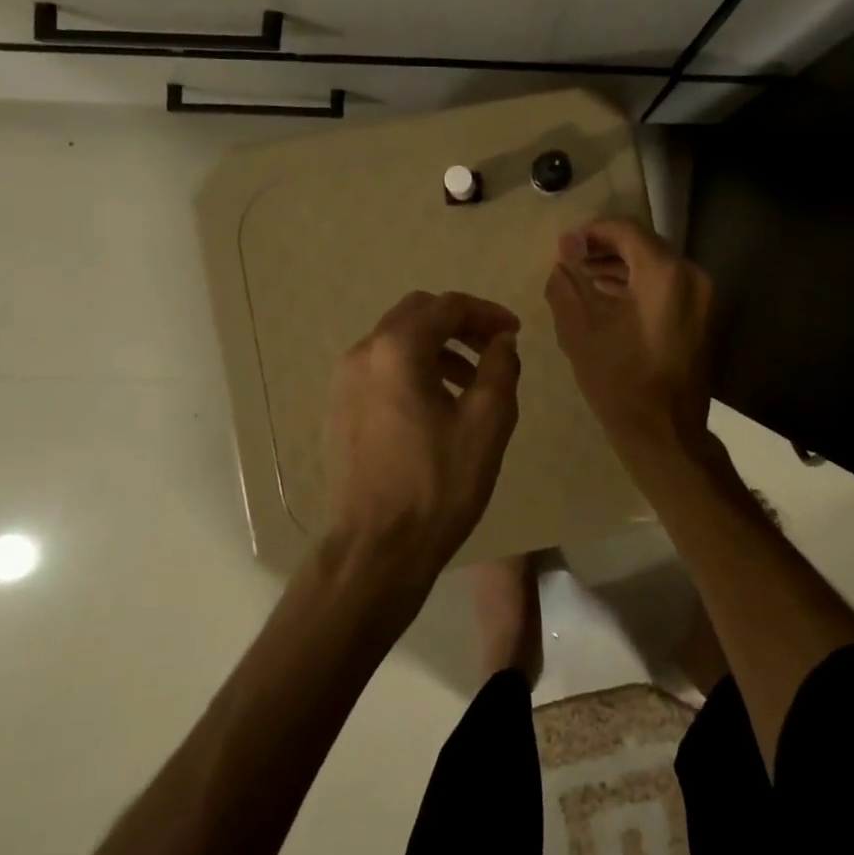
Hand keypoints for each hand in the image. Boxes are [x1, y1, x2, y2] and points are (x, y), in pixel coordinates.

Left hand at [323, 290, 521, 591]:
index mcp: (398, 349)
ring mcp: (344, 380)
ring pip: (396, 340)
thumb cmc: (438, 483)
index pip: (448, 306)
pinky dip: (413, 368)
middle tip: (493, 348)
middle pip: (417, 313)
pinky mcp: (338, 407)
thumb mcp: (488, 422)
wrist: (376, 548)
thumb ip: (501, 367)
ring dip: (437, 346)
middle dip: (460, 323)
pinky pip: (381, 368)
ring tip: (471, 381)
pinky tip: (436, 403)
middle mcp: (363, 352)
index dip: (487, 313)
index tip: (514, 333)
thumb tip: (501, 341)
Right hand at [544, 218, 714, 461]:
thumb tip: (562, 256)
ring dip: (622, 267)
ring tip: (585, 279)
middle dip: (605, 249)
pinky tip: (611, 298)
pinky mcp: (705, 317)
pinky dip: (641, 286)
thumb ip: (566, 284)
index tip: (564, 247)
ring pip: (658, 266)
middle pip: (644, 245)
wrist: (666, 435)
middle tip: (571, 261)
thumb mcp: (579, 331)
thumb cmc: (619, 382)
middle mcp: (692, 276)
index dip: (591, 232)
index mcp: (665, 274)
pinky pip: (669, 287)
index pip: (625, 230)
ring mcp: (704, 298)